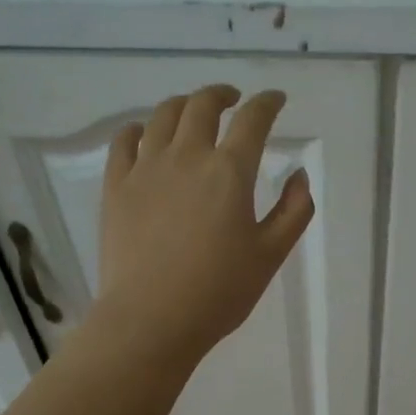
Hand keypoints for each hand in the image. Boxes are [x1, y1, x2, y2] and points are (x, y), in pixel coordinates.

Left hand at [95, 85, 313, 367]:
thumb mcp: (271, 255)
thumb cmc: (220, 292)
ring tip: (193, 112)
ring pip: (163, 115)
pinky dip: (140, 128)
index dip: (268, 103)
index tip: (275, 100)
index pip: (253, 120)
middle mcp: (187, 156)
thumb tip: (299, 176)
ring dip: (184, 105)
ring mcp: (146, 168)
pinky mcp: (117, 186)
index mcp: (230, 172)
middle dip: (223, 95)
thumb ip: (294, 211)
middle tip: (234, 100)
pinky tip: (145, 133)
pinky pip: (124, 140)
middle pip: (203, 105)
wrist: (152, 319)